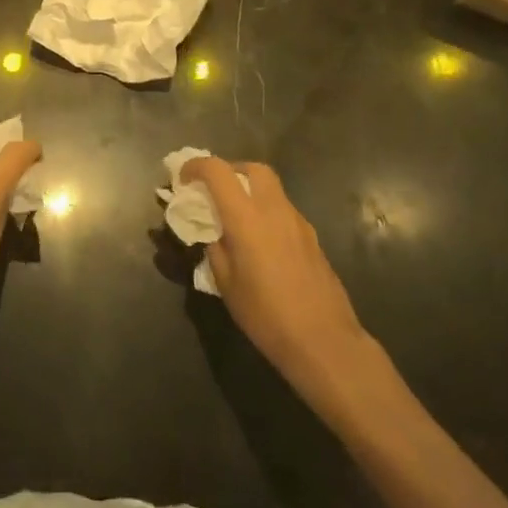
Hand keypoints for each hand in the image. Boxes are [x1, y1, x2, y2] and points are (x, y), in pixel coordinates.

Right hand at [183, 157, 374, 404]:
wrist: (324, 341)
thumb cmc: (266, 315)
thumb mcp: (226, 284)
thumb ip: (215, 249)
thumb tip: (212, 234)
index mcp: (246, 218)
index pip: (217, 171)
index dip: (196, 166)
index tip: (183, 180)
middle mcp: (274, 210)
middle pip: (253, 168)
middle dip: (230, 171)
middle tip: (215, 191)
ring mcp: (298, 222)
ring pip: (272, 189)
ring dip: (250, 192)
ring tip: (236, 221)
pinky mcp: (312, 238)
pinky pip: (284, 212)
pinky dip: (267, 213)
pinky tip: (261, 244)